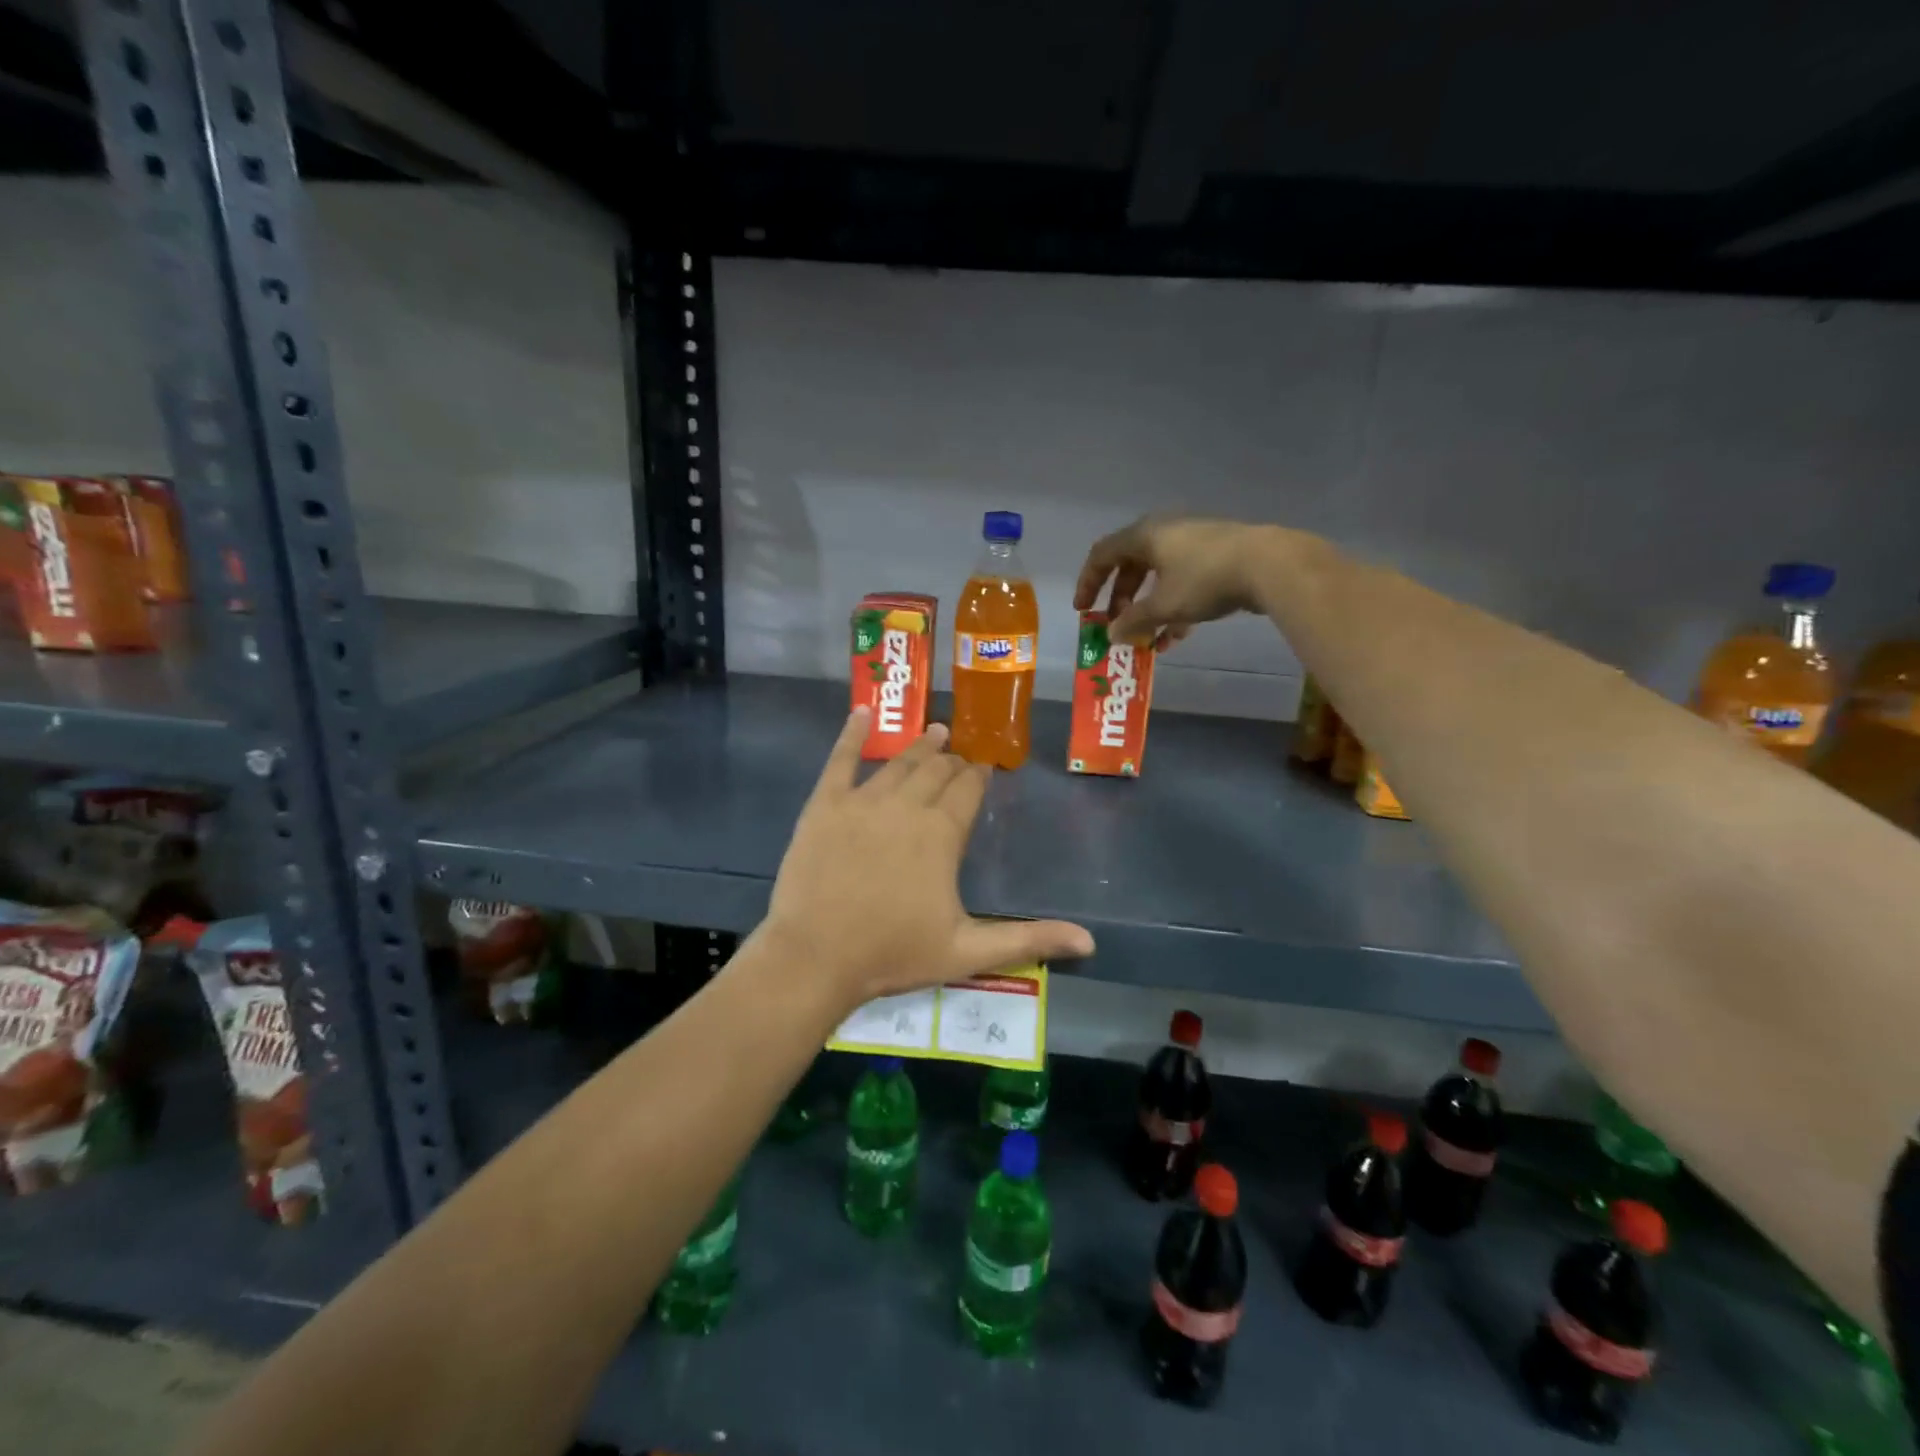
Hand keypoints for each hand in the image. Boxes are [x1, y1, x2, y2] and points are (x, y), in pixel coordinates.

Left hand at [760, 710, 1094, 1011]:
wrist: (815, 957)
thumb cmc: (893, 953)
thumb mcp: (968, 951)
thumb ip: (1028, 940)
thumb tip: (1090, 942)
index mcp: (941, 834)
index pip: (967, 791)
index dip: (978, 777)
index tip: (984, 767)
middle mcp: (906, 806)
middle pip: (936, 772)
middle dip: (953, 761)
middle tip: (961, 756)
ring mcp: (862, 801)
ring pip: (899, 763)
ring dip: (920, 745)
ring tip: (935, 731)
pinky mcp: (824, 805)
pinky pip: (840, 760)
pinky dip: (852, 734)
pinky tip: (861, 712)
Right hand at [1074, 515, 1291, 646]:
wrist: (1269, 565)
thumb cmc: (1205, 580)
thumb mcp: (1163, 606)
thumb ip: (1133, 621)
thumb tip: (1111, 635)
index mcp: (1145, 536)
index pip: (1102, 555)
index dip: (1088, 583)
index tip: (1083, 610)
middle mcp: (1165, 533)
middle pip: (1131, 567)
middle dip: (1121, 601)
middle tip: (1117, 627)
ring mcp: (1193, 543)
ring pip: (1159, 578)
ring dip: (1148, 610)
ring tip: (1147, 640)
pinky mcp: (1216, 557)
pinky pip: (1183, 582)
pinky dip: (1174, 608)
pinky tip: (1177, 637)